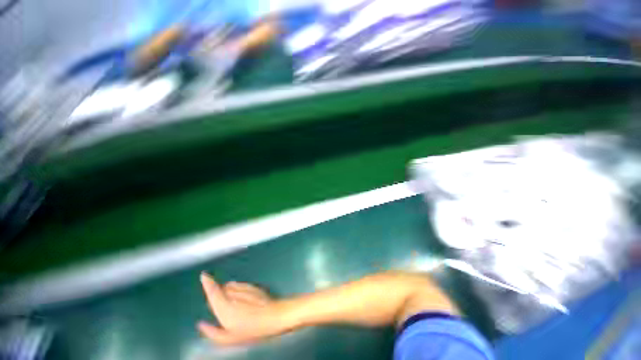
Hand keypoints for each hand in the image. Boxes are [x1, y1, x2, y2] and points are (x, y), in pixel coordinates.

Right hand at [198, 273, 286, 344]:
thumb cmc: (251, 329)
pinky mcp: (253, 285)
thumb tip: (201, 325)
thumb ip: (212, 332)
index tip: (204, 275)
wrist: (274, 315)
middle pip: (221, 288)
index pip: (213, 290)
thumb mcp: (229, 338)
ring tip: (234, 306)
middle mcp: (233, 293)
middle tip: (223, 308)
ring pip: (231, 286)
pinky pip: (240, 285)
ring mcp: (244, 287)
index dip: (207, 282)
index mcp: (224, 306)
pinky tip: (244, 302)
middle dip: (218, 295)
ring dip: (228, 292)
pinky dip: (238, 290)